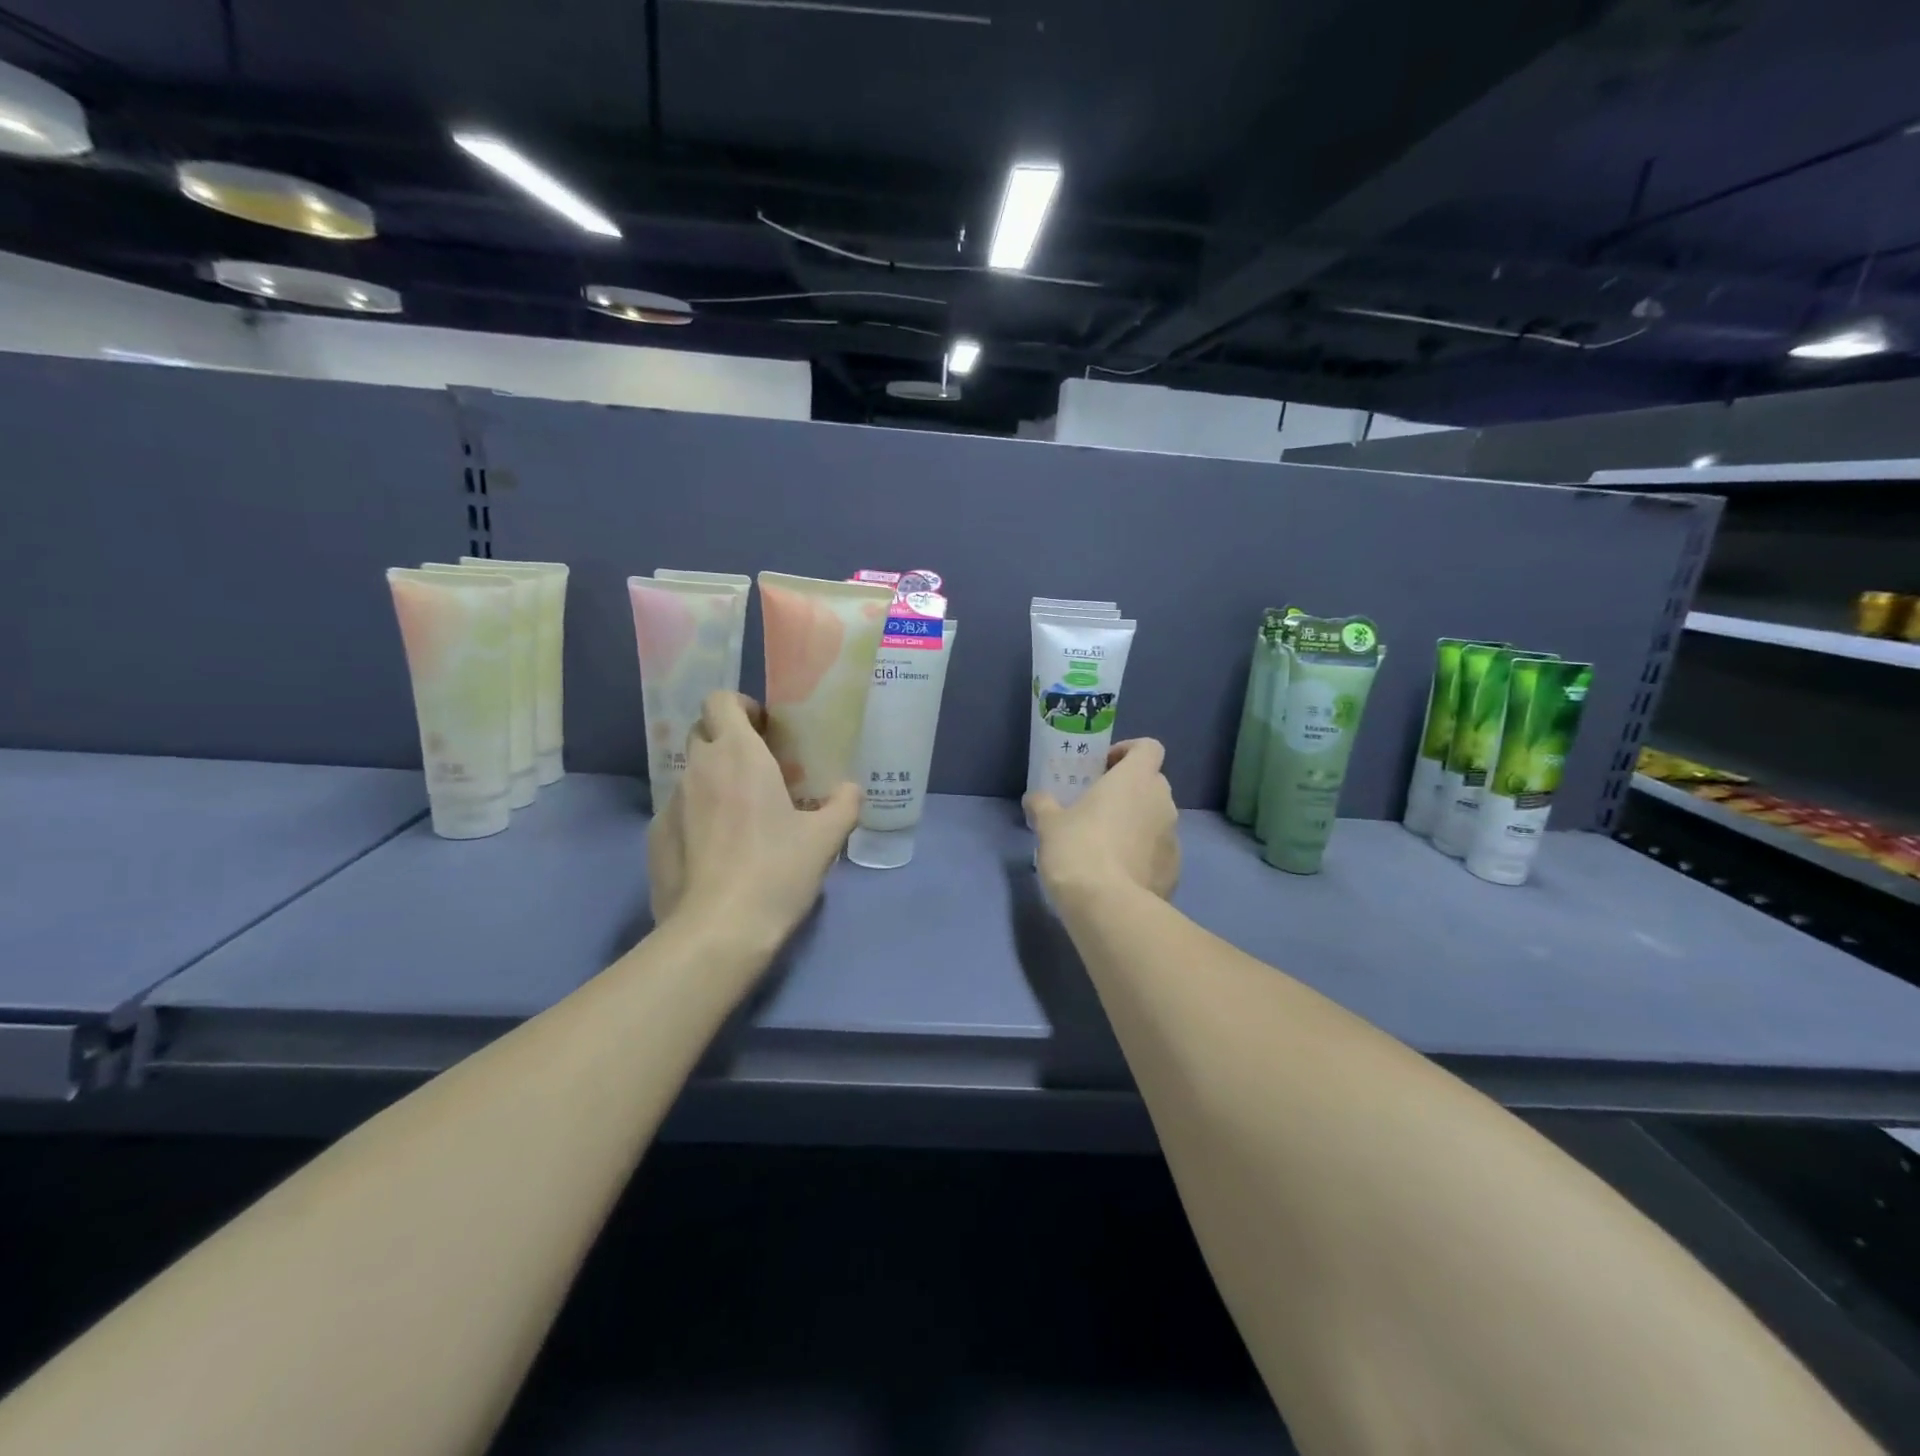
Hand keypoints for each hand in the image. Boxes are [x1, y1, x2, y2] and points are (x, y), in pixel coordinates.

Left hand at [648, 692, 860, 948]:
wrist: (718, 932)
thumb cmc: (777, 871)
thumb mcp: (825, 839)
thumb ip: (844, 805)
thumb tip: (851, 790)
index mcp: (738, 755)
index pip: (720, 700)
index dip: (740, 706)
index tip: (764, 730)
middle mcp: (698, 768)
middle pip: (701, 731)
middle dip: (726, 739)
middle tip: (757, 768)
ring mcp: (669, 803)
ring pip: (690, 774)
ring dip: (713, 780)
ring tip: (740, 815)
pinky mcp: (654, 837)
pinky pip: (678, 811)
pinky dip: (696, 816)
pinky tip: (716, 851)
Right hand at [1025, 738, 1179, 905]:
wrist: (1108, 907)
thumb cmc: (1078, 849)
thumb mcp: (1049, 824)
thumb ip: (1043, 804)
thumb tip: (1035, 799)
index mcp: (1136, 779)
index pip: (1149, 747)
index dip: (1128, 751)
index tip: (1104, 767)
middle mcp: (1162, 801)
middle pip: (1152, 782)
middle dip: (1129, 790)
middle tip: (1097, 807)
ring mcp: (1173, 837)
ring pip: (1156, 818)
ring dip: (1136, 823)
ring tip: (1105, 844)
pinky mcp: (1175, 870)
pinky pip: (1158, 852)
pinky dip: (1142, 855)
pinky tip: (1116, 874)